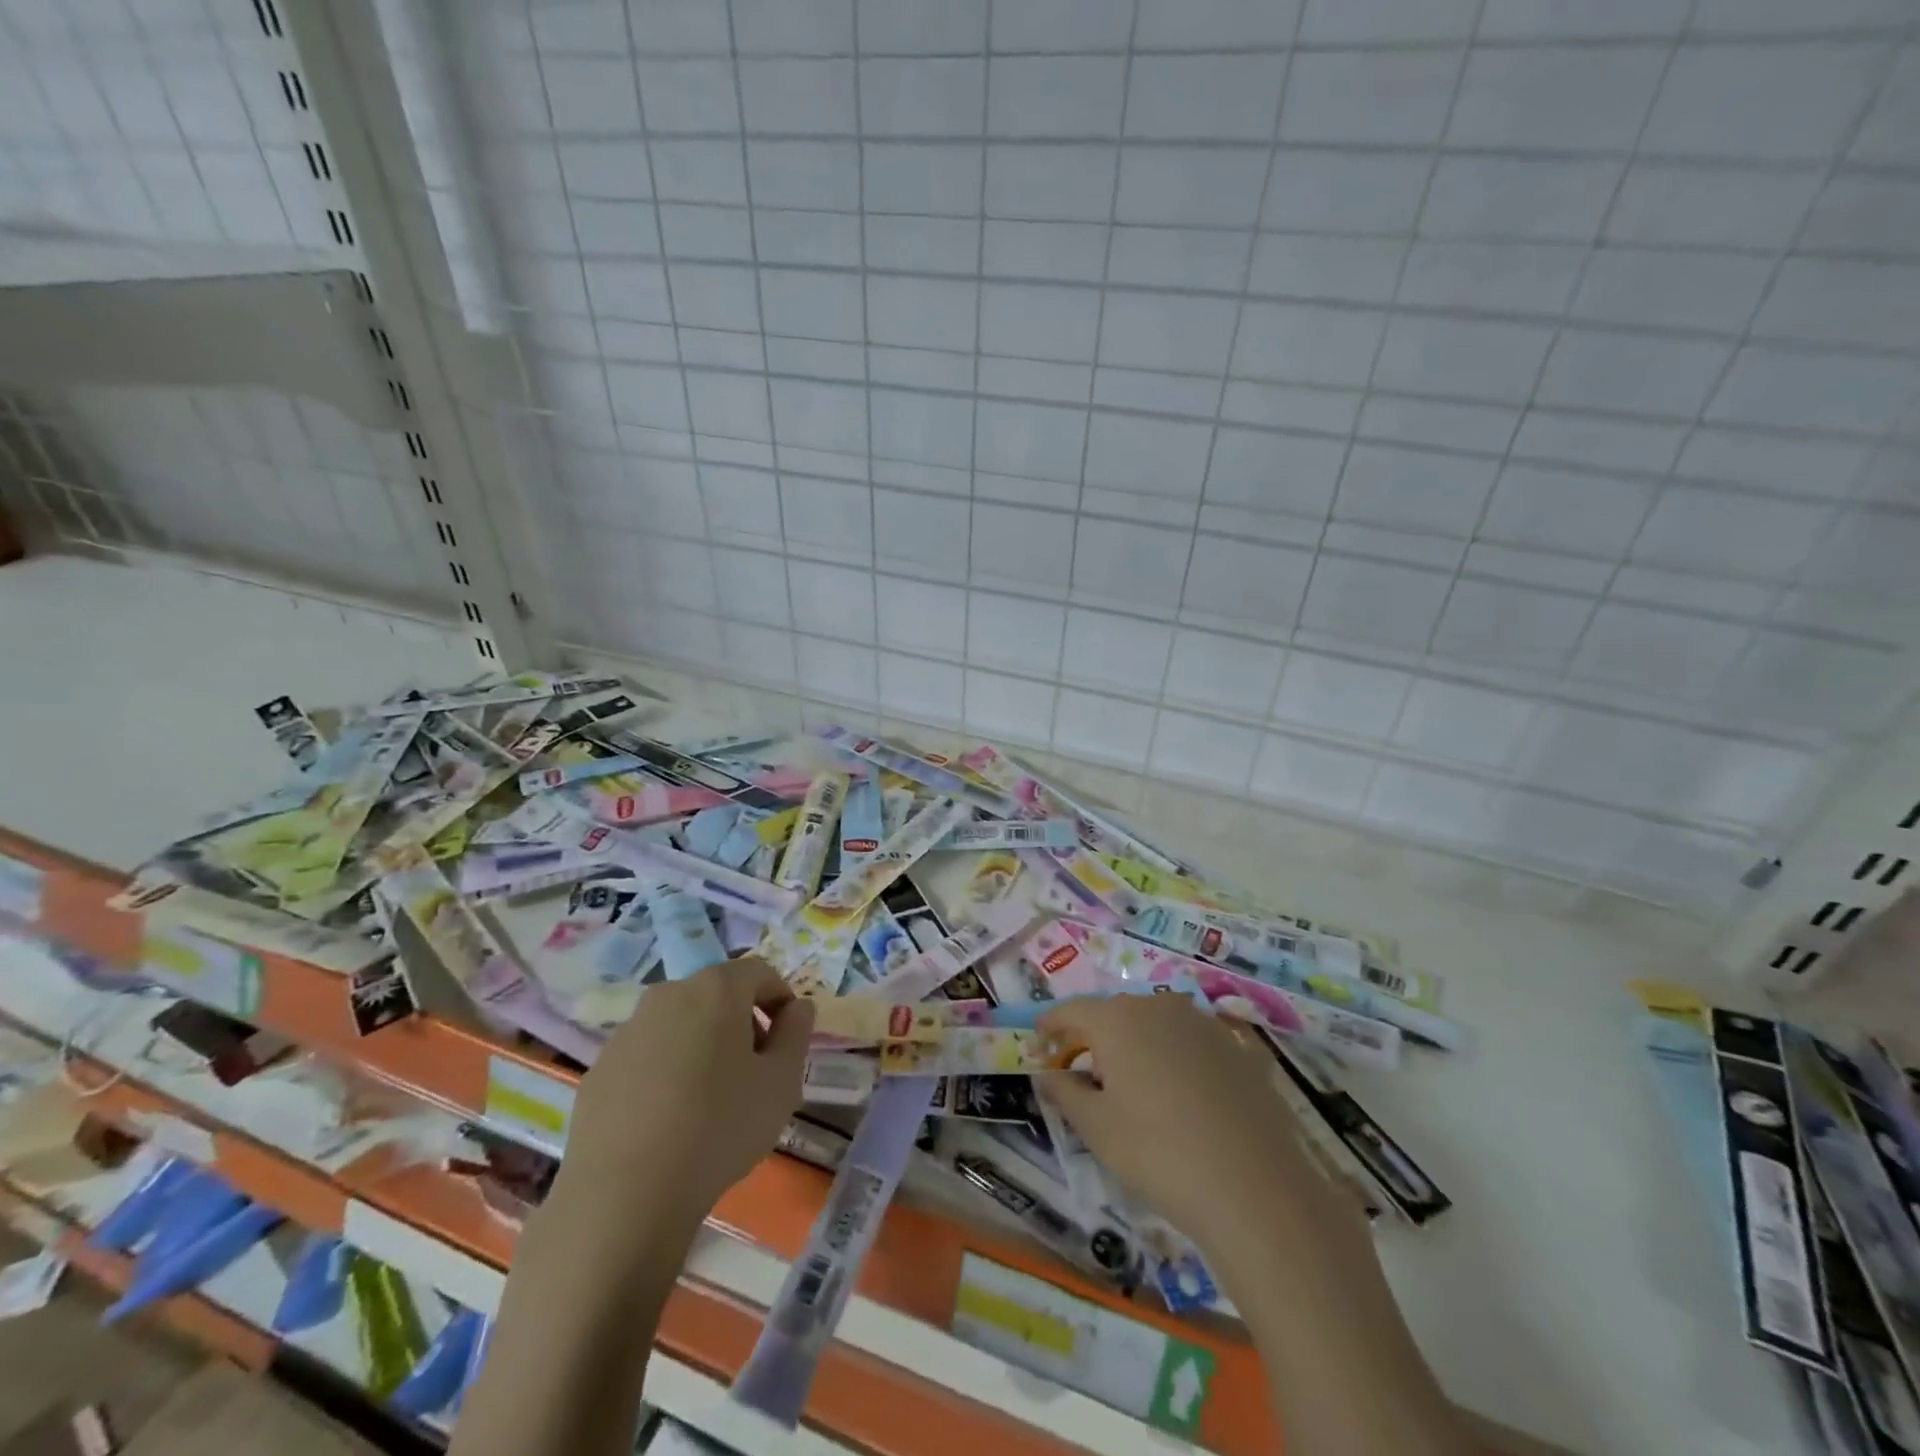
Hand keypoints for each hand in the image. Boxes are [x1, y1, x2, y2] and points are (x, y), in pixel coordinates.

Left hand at [557, 956, 814, 1236]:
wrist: (624, 1196)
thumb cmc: (720, 1128)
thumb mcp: (781, 1082)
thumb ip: (796, 1033)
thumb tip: (797, 1007)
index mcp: (716, 989)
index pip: (759, 972)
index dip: (780, 999)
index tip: (787, 1039)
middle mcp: (668, 994)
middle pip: (717, 994)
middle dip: (741, 1022)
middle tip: (753, 1071)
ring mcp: (628, 1030)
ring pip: (679, 1023)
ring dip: (701, 1045)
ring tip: (709, 1100)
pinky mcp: (600, 1067)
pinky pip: (646, 1055)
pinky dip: (665, 1070)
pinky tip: (668, 1119)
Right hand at [1038, 995, 1346, 1256]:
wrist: (1256, 1187)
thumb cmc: (1158, 1153)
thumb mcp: (1097, 1128)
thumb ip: (1065, 1092)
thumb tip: (1046, 1072)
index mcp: (1117, 1019)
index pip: (1071, 1011)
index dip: (1050, 1027)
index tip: (1038, 1045)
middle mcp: (1158, 1007)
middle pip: (1114, 1014)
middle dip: (1093, 1038)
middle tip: (1081, 1072)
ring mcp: (1203, 1024)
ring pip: (1155, 1025)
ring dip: (1136, 1046)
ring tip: (1131, 1086)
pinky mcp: (1238, 1048)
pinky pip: (1191, 1044)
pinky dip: (1175, 1058)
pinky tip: (1180, 1097)